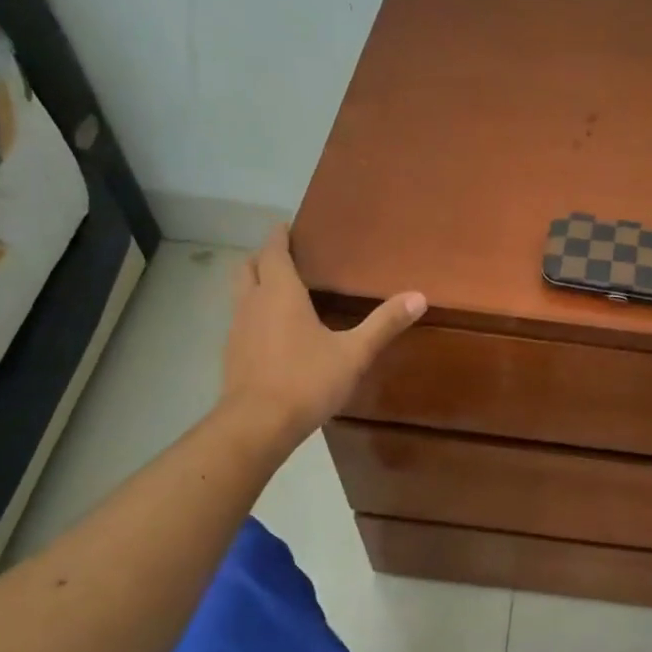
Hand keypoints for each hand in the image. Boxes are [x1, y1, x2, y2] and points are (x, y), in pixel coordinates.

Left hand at [219, 224, 424, 443]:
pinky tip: (274, 332)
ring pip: (240, 293)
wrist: (256, 425)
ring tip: (281, 290)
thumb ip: (384, 324)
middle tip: (286, 256)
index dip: (279, 236)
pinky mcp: (232, 354)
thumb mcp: (354, 353)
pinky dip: (254, 313)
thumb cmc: (306, 381)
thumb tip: (419, 296)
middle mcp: (252, 303)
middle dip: (264, 256)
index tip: (287, 226)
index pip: (273, 251)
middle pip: (248, 266)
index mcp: (280, 293)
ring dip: (255, 283)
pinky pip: (241, 320)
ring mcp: (237, 329)